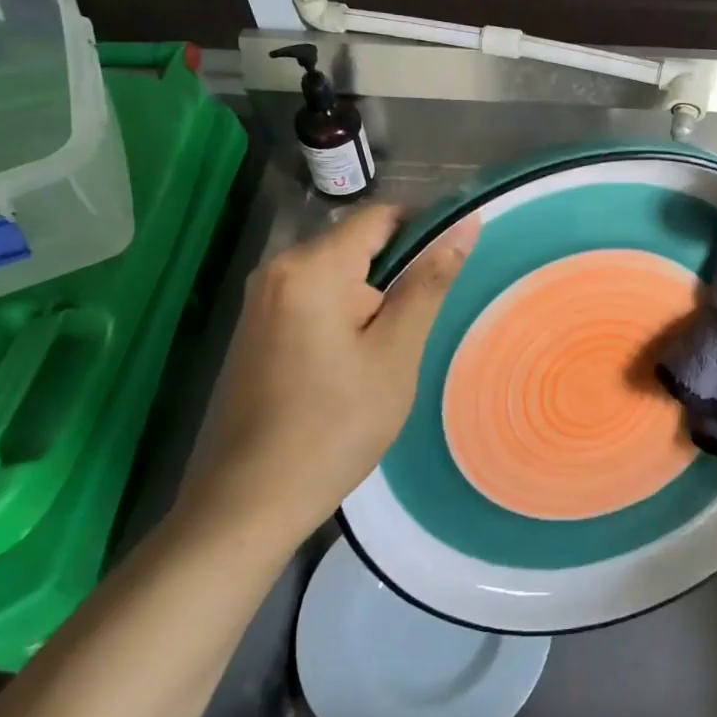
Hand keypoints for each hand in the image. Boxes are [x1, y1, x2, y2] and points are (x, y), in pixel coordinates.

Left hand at [178, 203, 478, 548]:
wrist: (250, 500)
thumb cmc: (335, 426)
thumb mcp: (395, 352)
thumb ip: (428, 282)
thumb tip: (466, 223)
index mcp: (311, 266)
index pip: (380, 216)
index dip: (425, 228)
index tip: (455, 264)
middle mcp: (277, 268)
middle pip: (356, 244)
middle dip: (397, 272)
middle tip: (421, 325)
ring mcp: (261, 300)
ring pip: (337, 274)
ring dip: (373, 298)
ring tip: (391, 351)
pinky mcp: (256, 328)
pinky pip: (313, 299)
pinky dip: (345, 315)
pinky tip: (355, 364)